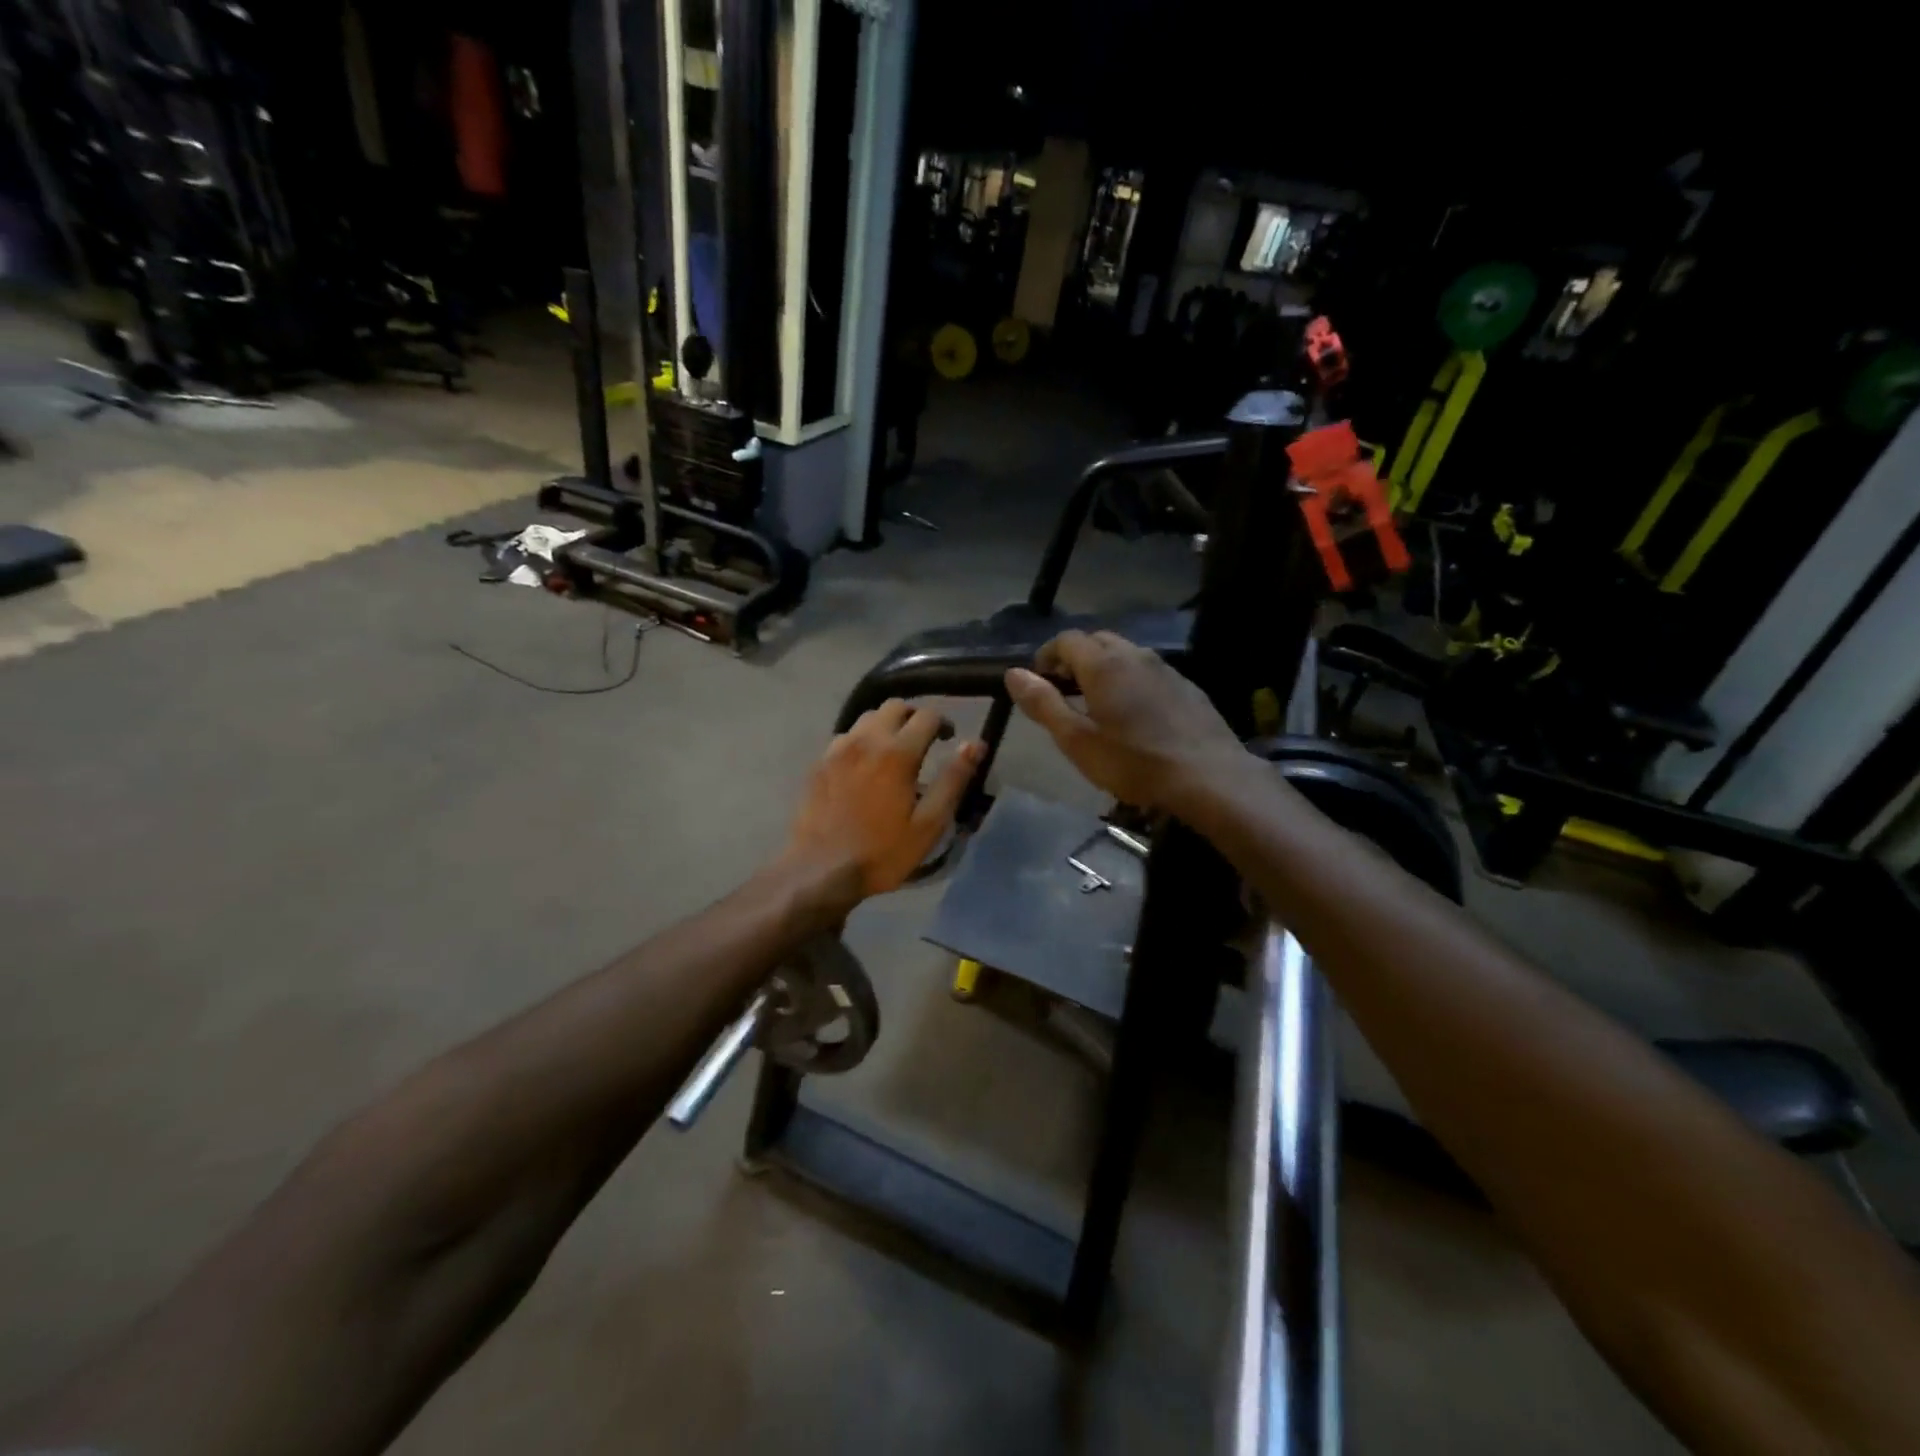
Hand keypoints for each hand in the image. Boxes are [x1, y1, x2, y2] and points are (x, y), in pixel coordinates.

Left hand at [783, 700, 982, 906]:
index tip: (948, 740)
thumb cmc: (882, 852)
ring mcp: (837, 749)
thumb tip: (975, 744)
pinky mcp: (819, 762)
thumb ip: (953, 779)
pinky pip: (845, 737)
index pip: (927, 715)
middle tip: (923, 741)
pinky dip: (861, 741)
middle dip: (913, 716)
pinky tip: (864, 767)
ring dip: (885, 725)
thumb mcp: (929, 823)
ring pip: (867, 717)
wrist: (820, 870)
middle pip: (894, 706)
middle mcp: (865, 739)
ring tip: (893, 753)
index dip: (943, 723)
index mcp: (897, 752)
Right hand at [1005, 630, 1247, 811]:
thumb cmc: (1134, 762)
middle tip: (1064, 691)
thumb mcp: (1077, 740)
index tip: (1039, 682)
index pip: (1066, 640)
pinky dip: (1131, 681)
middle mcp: (1134, 655)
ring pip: (1126, 655)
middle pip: (1097, 641)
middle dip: (1075, 658)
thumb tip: (1013, 673)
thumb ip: (1043, 703)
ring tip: (1097, 703)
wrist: (1209, 777)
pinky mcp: (1187, 686)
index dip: (1047, 656)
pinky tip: (1135, 714)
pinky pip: (1149, 672)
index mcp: (1103, 664)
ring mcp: (1165, 668)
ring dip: (1104, 668)